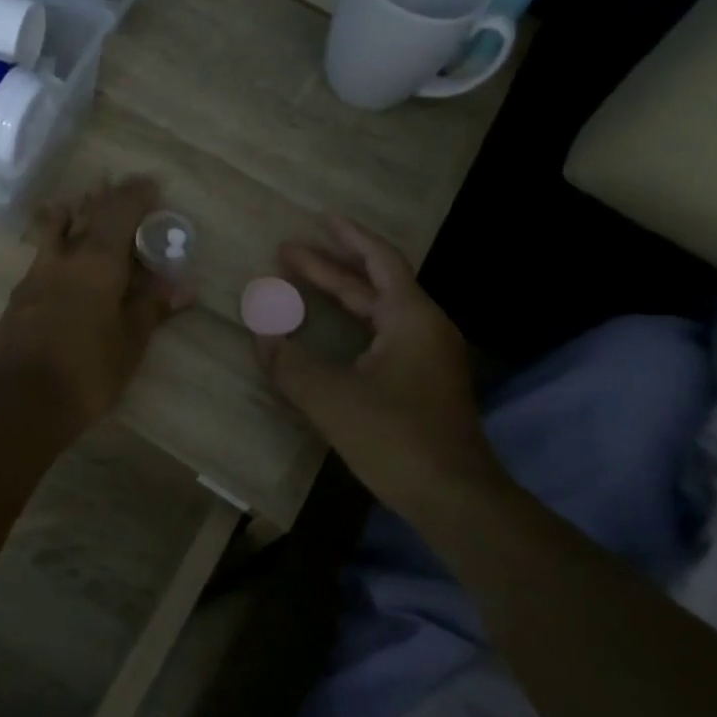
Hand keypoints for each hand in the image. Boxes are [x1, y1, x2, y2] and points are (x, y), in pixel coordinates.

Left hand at [0, 176, 192, 435]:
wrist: (18, 401)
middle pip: (85, 213)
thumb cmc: (86, 371)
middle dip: (106, 197)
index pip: (120, 211)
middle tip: (122, 189)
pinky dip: (58, 241)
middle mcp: (64, 257)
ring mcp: (36, 274)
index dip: (137, 194)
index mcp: (97, 261)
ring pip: (55, 228)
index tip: (152, 184)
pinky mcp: (20, 295)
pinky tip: (63, 255)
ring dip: (74, 213)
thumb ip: (152, 307)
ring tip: (85, 208)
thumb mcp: (129, 342)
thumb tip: (184, 286)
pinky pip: (43, 252)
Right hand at [255, 216, 501, 514]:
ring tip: (304, 283)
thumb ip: (289, 364)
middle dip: (331, 266)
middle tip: (288, 252)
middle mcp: (426, 328)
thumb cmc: (395, 437)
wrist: (455, 497)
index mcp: (411, 318)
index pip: (380, 261)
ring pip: (381, 311)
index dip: (349, 237)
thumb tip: (261, 335)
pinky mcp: (426, 382)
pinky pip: (385, 335)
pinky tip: (334, 334)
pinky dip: (355, 323)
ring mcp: (429, 357)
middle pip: (376, 283)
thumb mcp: (330, 398)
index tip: (321, 218)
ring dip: (343, 295)